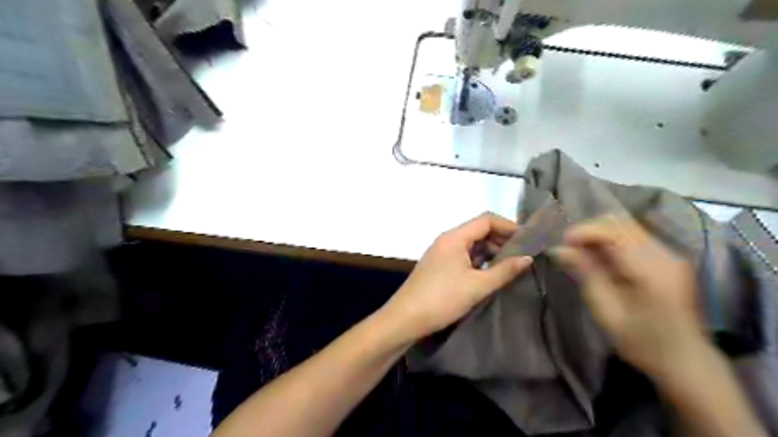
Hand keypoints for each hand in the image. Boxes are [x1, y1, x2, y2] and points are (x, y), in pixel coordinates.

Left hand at [382, 213, 535, 343]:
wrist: (405, 319)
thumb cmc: (442, 299)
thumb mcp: (477, 286)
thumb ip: (504, 270)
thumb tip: (528, 258)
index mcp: (455, 237)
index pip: (486, 220)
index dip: (508, 226)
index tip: (529, 240)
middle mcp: (447, 240)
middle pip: (479, 230)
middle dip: (502, 240)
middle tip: (524, 255)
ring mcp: (442, 253)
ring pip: (472, 245)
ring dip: (491, 252)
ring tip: (512, 266)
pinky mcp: (439, 266)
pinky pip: (464, 256)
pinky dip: (479, 261)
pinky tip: (491, 274)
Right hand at [549, 216, 708, 378]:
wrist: (686, 362)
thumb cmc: (641, 342)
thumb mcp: (606, 311)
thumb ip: (585, 273)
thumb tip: (559, 249)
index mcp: (650, 270)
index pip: (612, 231)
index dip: (583, 231)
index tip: (563, 245)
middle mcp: (664, 255)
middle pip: (620, 223)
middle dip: (590, 231)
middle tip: (571, 250)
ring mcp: (671, 255)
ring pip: (627, 226)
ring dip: (600, 235)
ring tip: (584, 256)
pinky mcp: (670, 259)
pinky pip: (635, 237)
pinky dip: (613, 242)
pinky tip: (603, 261)